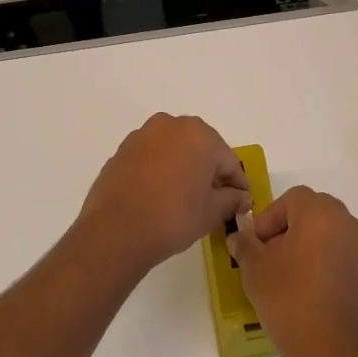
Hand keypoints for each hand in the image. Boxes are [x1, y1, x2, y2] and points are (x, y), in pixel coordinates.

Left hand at [76, 114, 250, 275]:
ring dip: (185, 167)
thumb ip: (232, 199)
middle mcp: (171, 125)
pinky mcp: (123, 149)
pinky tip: (161, 193)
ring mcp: (143, 135)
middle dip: (210, 171)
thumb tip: (241, 197)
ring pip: (175, 149)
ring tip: (186, 196)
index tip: (242, 202)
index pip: (228, 161)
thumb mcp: (211, 212)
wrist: (115, 231)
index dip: (238, 184)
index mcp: (199, 135)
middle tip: (216, 199)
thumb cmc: (173, 218)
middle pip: (201, 148)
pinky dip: (162, 169)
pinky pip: (152, 156)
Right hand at [229, 187, 357, 356]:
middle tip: (271, 258)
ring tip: (291, 278)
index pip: (292, 198)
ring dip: (310, 246)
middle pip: (314, 212)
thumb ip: (245, 247)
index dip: (270, 217)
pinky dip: (328, 265)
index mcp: (321, 215)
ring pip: (331, 235)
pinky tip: (314, 295)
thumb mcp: (256, 273)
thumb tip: (239, 237)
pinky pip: (345, 257)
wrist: (340, 356)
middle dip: (290, 229)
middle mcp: (348, 224)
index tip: (258, 244)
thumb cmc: (292, 305)